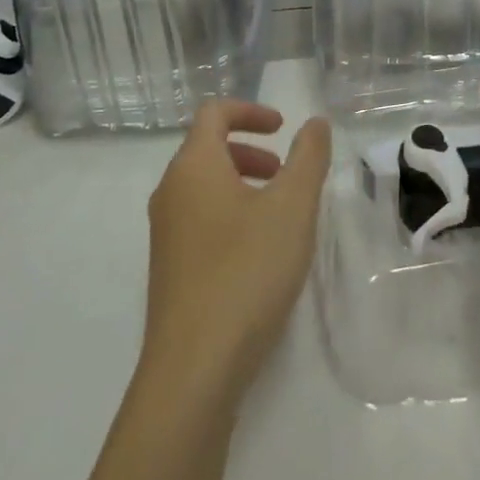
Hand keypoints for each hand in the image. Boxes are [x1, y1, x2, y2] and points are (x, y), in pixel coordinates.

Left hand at [142, 100, 331, 400]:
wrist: (194, 369)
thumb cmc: (246, 271)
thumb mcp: (292, 207)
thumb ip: (308, 157)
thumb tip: (315, 123)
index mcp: (193, 166)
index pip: (214, 113)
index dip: (250, 111)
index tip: (283, 127)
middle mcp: (170, 192)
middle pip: (207, 149)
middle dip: (250, 150)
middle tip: (284, 173)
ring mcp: (164, 234)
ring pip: (203, 187)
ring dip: (242, 183)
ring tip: (278, 214)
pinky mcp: (168, 270)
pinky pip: (198, 219)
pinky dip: (229, 214)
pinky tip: (258, 253)